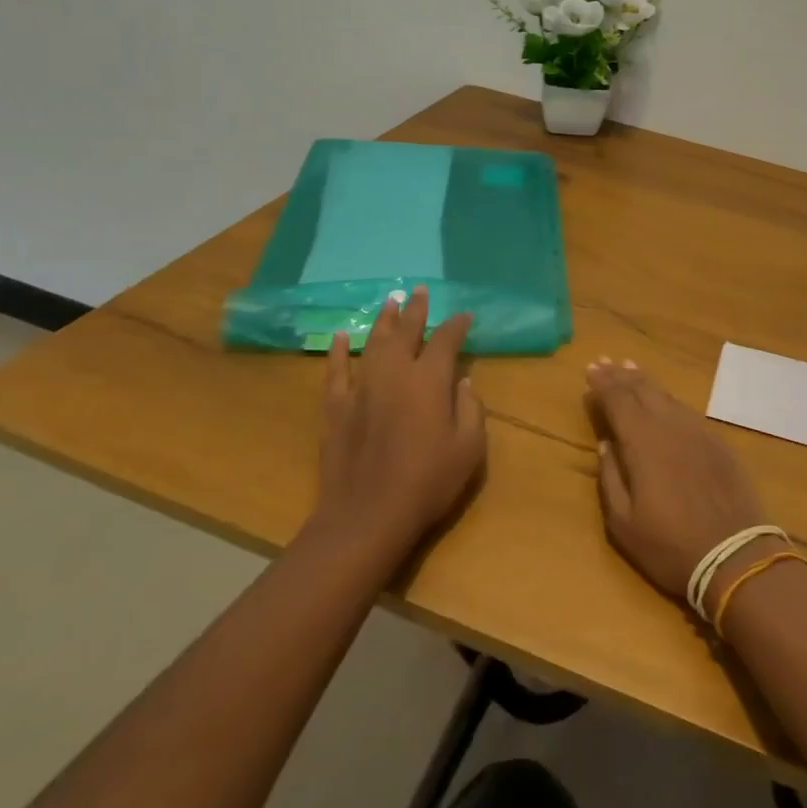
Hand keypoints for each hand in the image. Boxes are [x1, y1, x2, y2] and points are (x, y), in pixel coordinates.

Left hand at [310, 286, 485, 561]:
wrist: (366, 517)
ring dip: (383, 321)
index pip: (445, 340)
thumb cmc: (427, 483)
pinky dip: (339, 352)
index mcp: (429, 381)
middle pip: (406, 332)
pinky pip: (336, 371)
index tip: (465, 316)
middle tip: (420, 290)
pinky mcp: (335, 408)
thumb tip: (462, 382)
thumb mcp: (469, 449)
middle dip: (416, 310)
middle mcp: (394, 374)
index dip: (457, 325)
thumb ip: (471, 409)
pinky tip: (341, 337)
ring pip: (373, 343)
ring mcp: (361, 388)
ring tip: (390, 302)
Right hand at [587, 358, 768, 613]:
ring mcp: (698, 431)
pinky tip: (664, 401)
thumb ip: (610, 478)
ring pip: (666, 396)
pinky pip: (686, 410)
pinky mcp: (718, 442)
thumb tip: (606, 445)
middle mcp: (670, 426)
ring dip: (644, 381)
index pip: (618, 401)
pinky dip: (668, 399)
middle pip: (642, 390)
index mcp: (642, 442)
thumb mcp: (624, 523)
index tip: (590, 371)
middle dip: (620, 376)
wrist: (735, 555)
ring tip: (630, 369)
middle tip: (604, 362)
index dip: (603, 385)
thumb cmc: (670, 545)